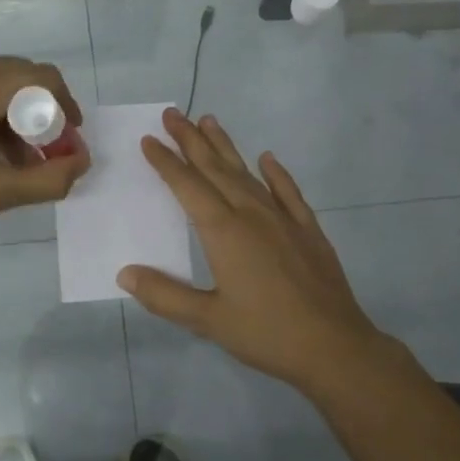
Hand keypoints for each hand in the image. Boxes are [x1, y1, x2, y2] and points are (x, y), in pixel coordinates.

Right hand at [118, 109, 405, 396]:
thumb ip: (164, 295)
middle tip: (173, 113)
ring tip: (209, 121)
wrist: (334, 347)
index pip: (187, 187)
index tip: (149, 139)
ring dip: (226, 147)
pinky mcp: (308, 231)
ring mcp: (283, 219)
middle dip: (191, 140)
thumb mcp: (208, 320)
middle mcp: (252, 215)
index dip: (166, 162)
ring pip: (247, 174)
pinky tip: (268, 159)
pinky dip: (276, 174)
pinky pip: (288, 193)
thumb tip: (125, 273)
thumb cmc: (266, 334)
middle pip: (215, 169)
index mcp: (224, 232)